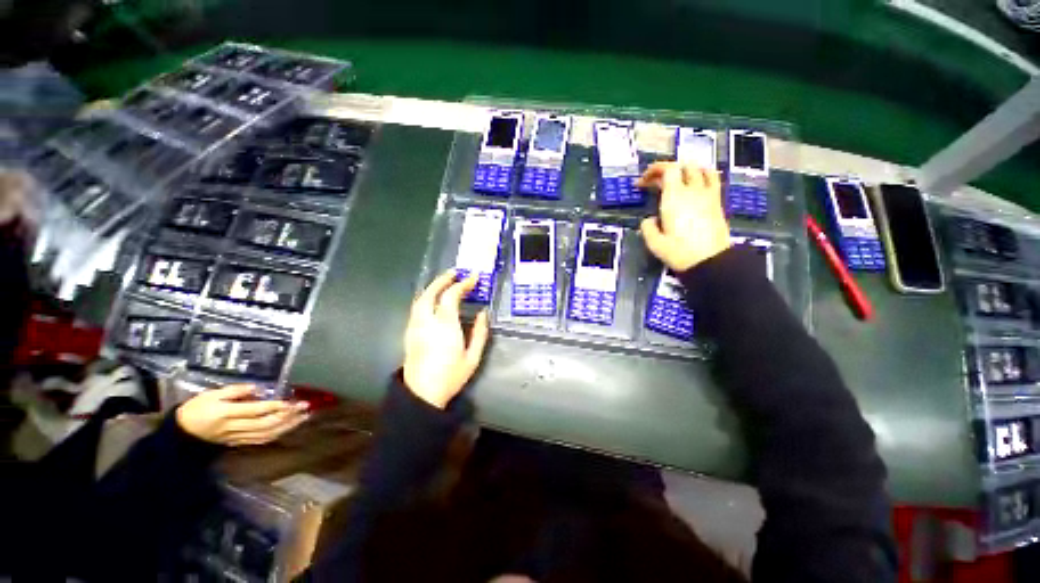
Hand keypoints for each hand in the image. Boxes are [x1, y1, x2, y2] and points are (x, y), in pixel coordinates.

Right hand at [175, 385, 309, 446]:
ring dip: (287, 426)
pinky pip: (260, 440)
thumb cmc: (196, 409)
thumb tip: (257, 387)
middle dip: (287, 416)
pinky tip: (289, 427)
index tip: (292, 401)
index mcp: (226, 414)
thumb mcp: (210, 394)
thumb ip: (234, 391)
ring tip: (304, 416)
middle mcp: (234, 428)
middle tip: (305, 407)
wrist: (181, 434)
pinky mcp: (238, 443)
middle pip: (265, 424)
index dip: (275, 407)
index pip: (256, 411)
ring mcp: (237, 437)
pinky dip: (277, 434)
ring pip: (266, 434)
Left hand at [403, 270, 490, 408]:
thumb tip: (482, 314)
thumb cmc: (450, 377)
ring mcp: (415, 327)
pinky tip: (432, 300)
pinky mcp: (409, 333)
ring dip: (432, 287)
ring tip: (444, 282)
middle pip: (431, 293)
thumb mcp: (472, 357)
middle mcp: (427, 322)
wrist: (422, 395)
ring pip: (420, 299)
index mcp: (445, 326)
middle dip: (443, 279)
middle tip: (455, 273)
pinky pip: (416, 309)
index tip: (473, 277)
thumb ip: (479, 333)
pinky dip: (425, 298)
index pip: (451, 296)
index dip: (463, 284)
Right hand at [637, 162, 730, 271]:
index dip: (653, 171)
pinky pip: (713, 179)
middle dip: (667, 169)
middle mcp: (693, 191)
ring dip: (686, 168)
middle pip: (683, 165)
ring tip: (677, 178)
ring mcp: (708, 195)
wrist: (710, 262)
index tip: (642, 183)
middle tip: (656, 182)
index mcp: (674, 198)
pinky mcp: (718, 202)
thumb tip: (649, 220)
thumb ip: (647, 228)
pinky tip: (696, 184)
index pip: (667, 170)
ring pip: (701, 168)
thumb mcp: (655, 243)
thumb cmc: (680, 253)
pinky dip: (703, 175)